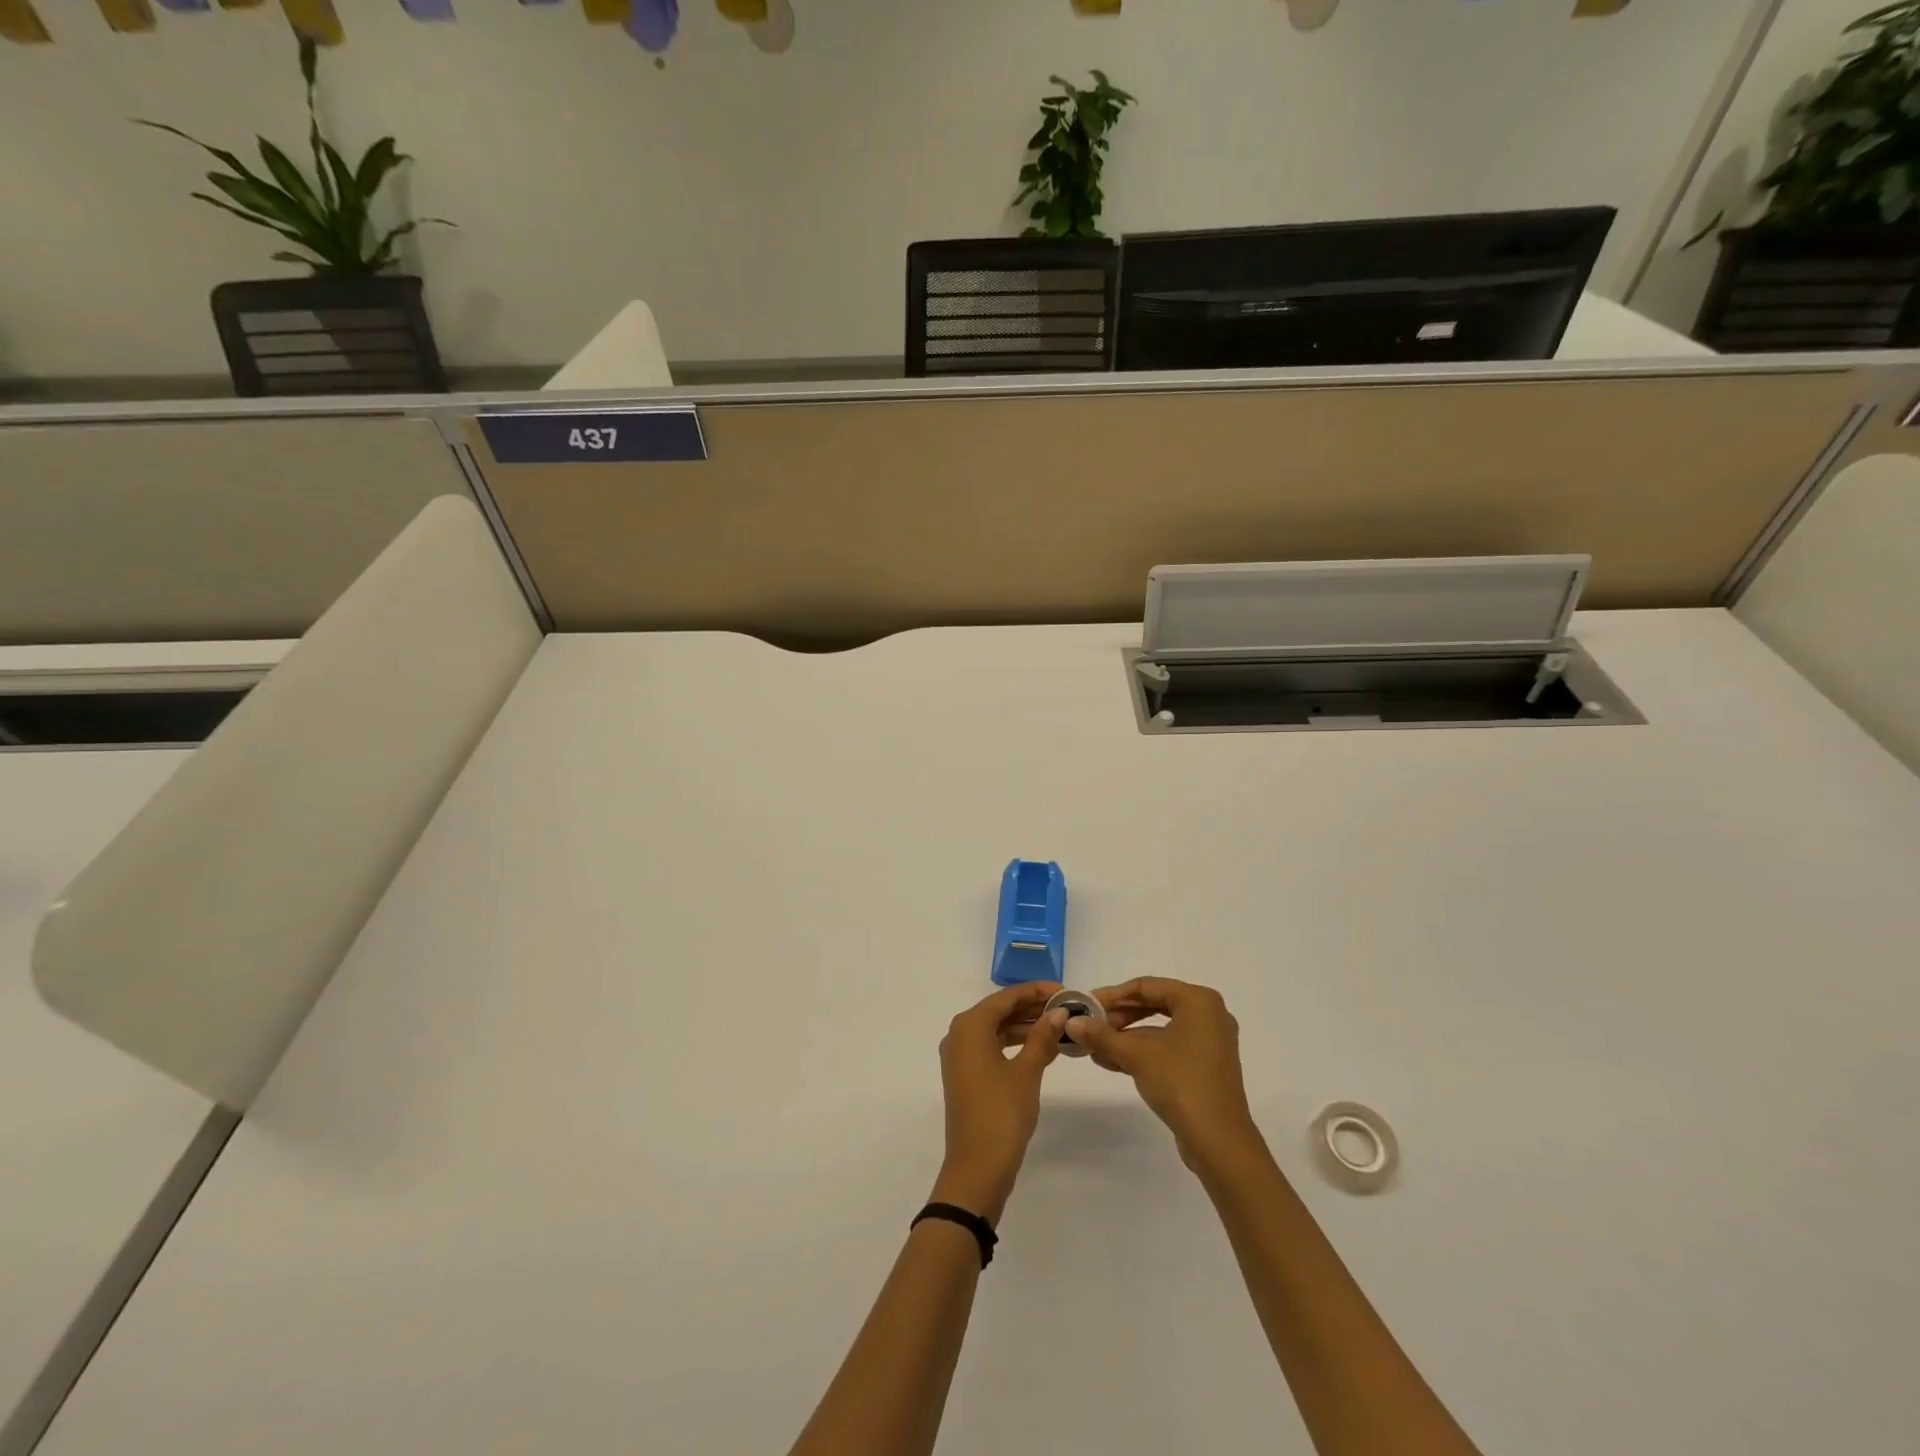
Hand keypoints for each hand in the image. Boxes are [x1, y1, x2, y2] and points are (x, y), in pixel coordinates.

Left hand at [932, 982, 1066, 1222]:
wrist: (977, 1168)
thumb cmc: (1002, 1113)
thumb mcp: (1027, 1071)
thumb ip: (1042, 1037)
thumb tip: (1059, 1012)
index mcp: (969, 1026)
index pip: (1006, 997)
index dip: (1036, 991)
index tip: (1065, 990)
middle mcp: (959, 1034)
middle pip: (999, 1010)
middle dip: (1031, 1007)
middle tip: (1066, 1007)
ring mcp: (960, 1056)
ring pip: (996, 1029)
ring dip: (1025, 1026)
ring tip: (1059, 1026)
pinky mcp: (966, 1075)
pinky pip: (992, 1047)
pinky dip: (1015, 1044)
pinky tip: (1041, 1048)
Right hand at [1066, 977, 1262, 1170]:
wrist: (1219, 1142)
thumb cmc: (1180, 1083)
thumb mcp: (1136, 1055)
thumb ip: (1102, 1035)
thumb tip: (1071, 1023)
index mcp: (1198, 1001)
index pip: (1146, 986)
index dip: (1112, 995)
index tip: (1085, 1005)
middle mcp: (1208, 1015)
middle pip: (1153, 1005)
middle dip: (1118, 1017)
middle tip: (1090, 1026)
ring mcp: (1209, 1042)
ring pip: (1159, 1029)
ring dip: (1126, 1037)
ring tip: (1094, 1047)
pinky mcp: (1205, 1067)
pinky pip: (1168, 1048)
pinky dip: (1142, 1052)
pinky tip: (1112, 1061)